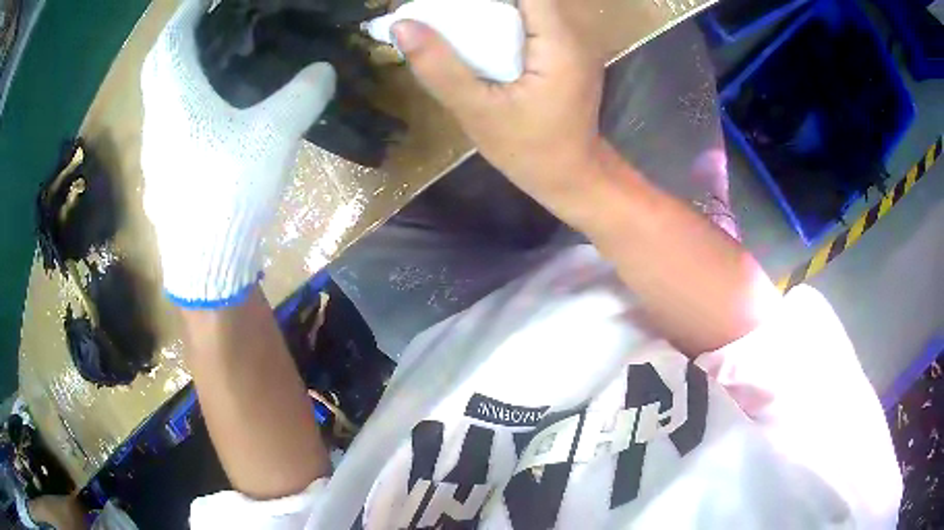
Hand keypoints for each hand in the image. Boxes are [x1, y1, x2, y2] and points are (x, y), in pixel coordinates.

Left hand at [140, 0, 335, 306]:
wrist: (207, 266)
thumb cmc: (230, 193)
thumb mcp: (274, 136)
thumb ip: (302, 94)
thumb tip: (323, 69)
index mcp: (177, 101)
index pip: (173, 39)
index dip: (187, 12)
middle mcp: (157, 119)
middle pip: (156, 64)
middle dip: (175, 35)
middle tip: (201, 23)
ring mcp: (154, 149)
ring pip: (155, 94)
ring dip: (172, 68)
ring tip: (200, 58)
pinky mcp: (161, 172)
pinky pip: (162, 120)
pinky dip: (175, 100)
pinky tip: (197, 109)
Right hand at [393, 0, 604, 217]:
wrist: (571, 177)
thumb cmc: (529, 151)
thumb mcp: (477, 112)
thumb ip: (440, 67)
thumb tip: (402, 25)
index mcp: (558, 43)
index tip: (449, 6)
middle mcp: (572, 34)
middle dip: (482, 4)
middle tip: (442, 13)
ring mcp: (571, 43)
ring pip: (527, 7)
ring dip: (490, 10)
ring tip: (452, 22)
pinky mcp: (564, 53)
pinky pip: (530, 23)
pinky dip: (501, 22)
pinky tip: (477, 38)